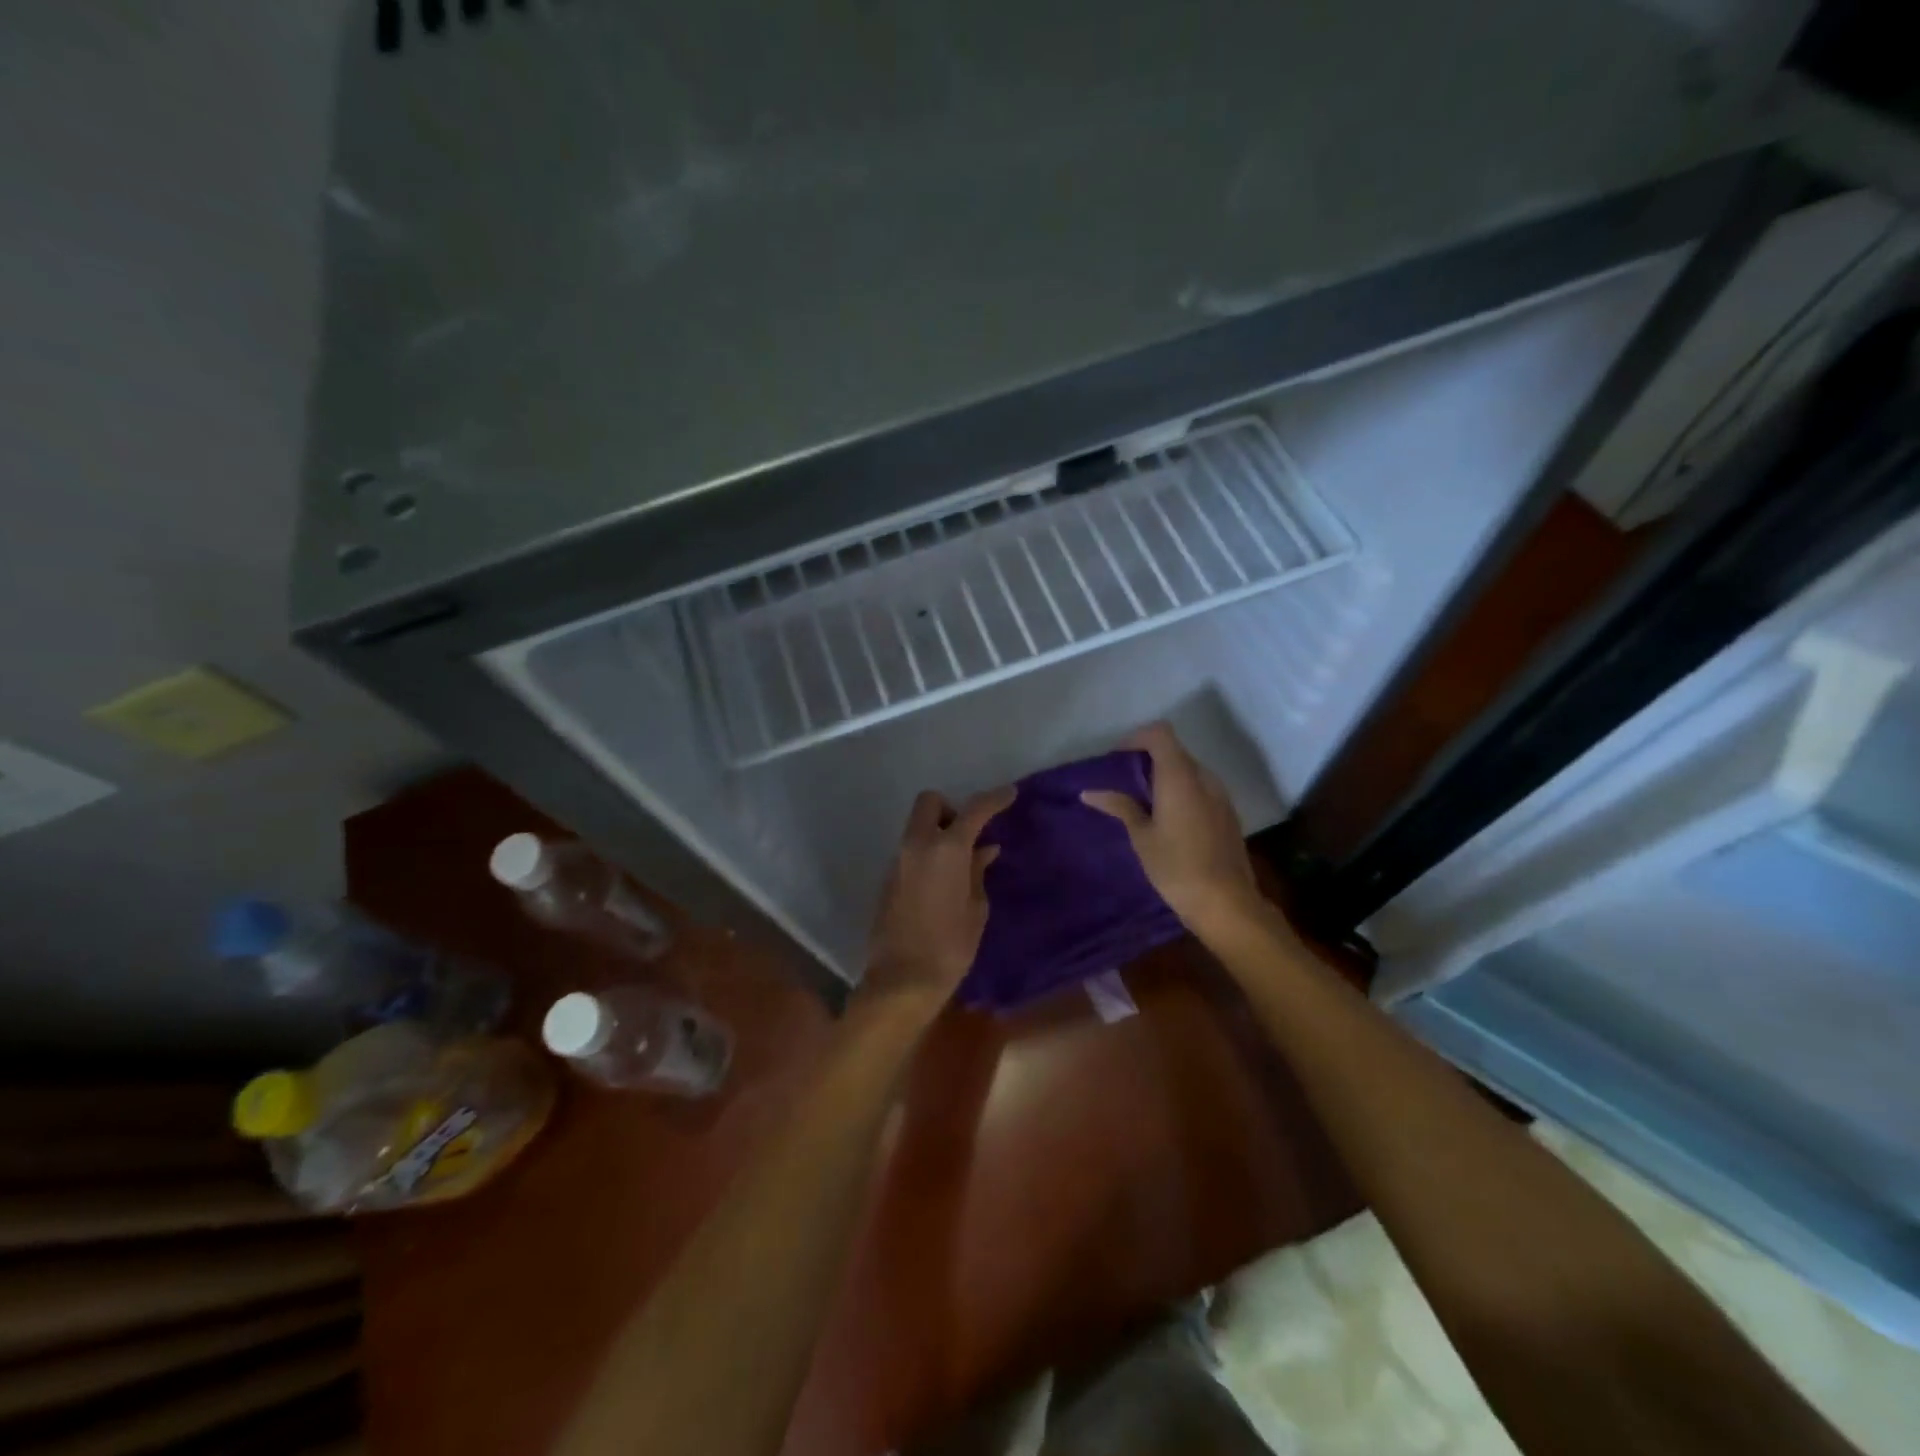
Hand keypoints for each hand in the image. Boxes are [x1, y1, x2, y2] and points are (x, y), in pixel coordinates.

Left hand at [864, 786, 1015, 1008]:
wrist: (902, 980)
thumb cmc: (950, 946)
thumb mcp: (976, 909)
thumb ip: (978, 872)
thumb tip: (983, 850)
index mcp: (946, 849)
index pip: (973, 810)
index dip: (994, 799)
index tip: (1009, 793)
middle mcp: (917, 845)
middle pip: (929, 802)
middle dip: (950, 808)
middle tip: (969, 834)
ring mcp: (898, 860)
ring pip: (917, 827)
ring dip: (937, 832)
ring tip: (960, 863)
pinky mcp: (888, 878)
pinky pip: (910, 850)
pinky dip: (927, 853)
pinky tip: (942, 880)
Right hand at [1082, 723, 1264, 938]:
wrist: (1226, 902)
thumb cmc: (1176, 867)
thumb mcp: (1141, 837)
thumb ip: (1120, 807)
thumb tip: (1089, 792)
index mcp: (1180, 777)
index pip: (1160, 733)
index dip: (1136, 738)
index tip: (1117, 759)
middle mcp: (1204, 778)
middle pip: (1175, 751)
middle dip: (1148, 759)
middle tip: (1124, 783)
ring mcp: (1221, 795)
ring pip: (1189, 770)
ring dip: (1166, 776)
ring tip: (1145, 803)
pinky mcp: (1228, 813)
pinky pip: (1201, 788)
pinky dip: (1182, 792)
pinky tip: (1169, 820)